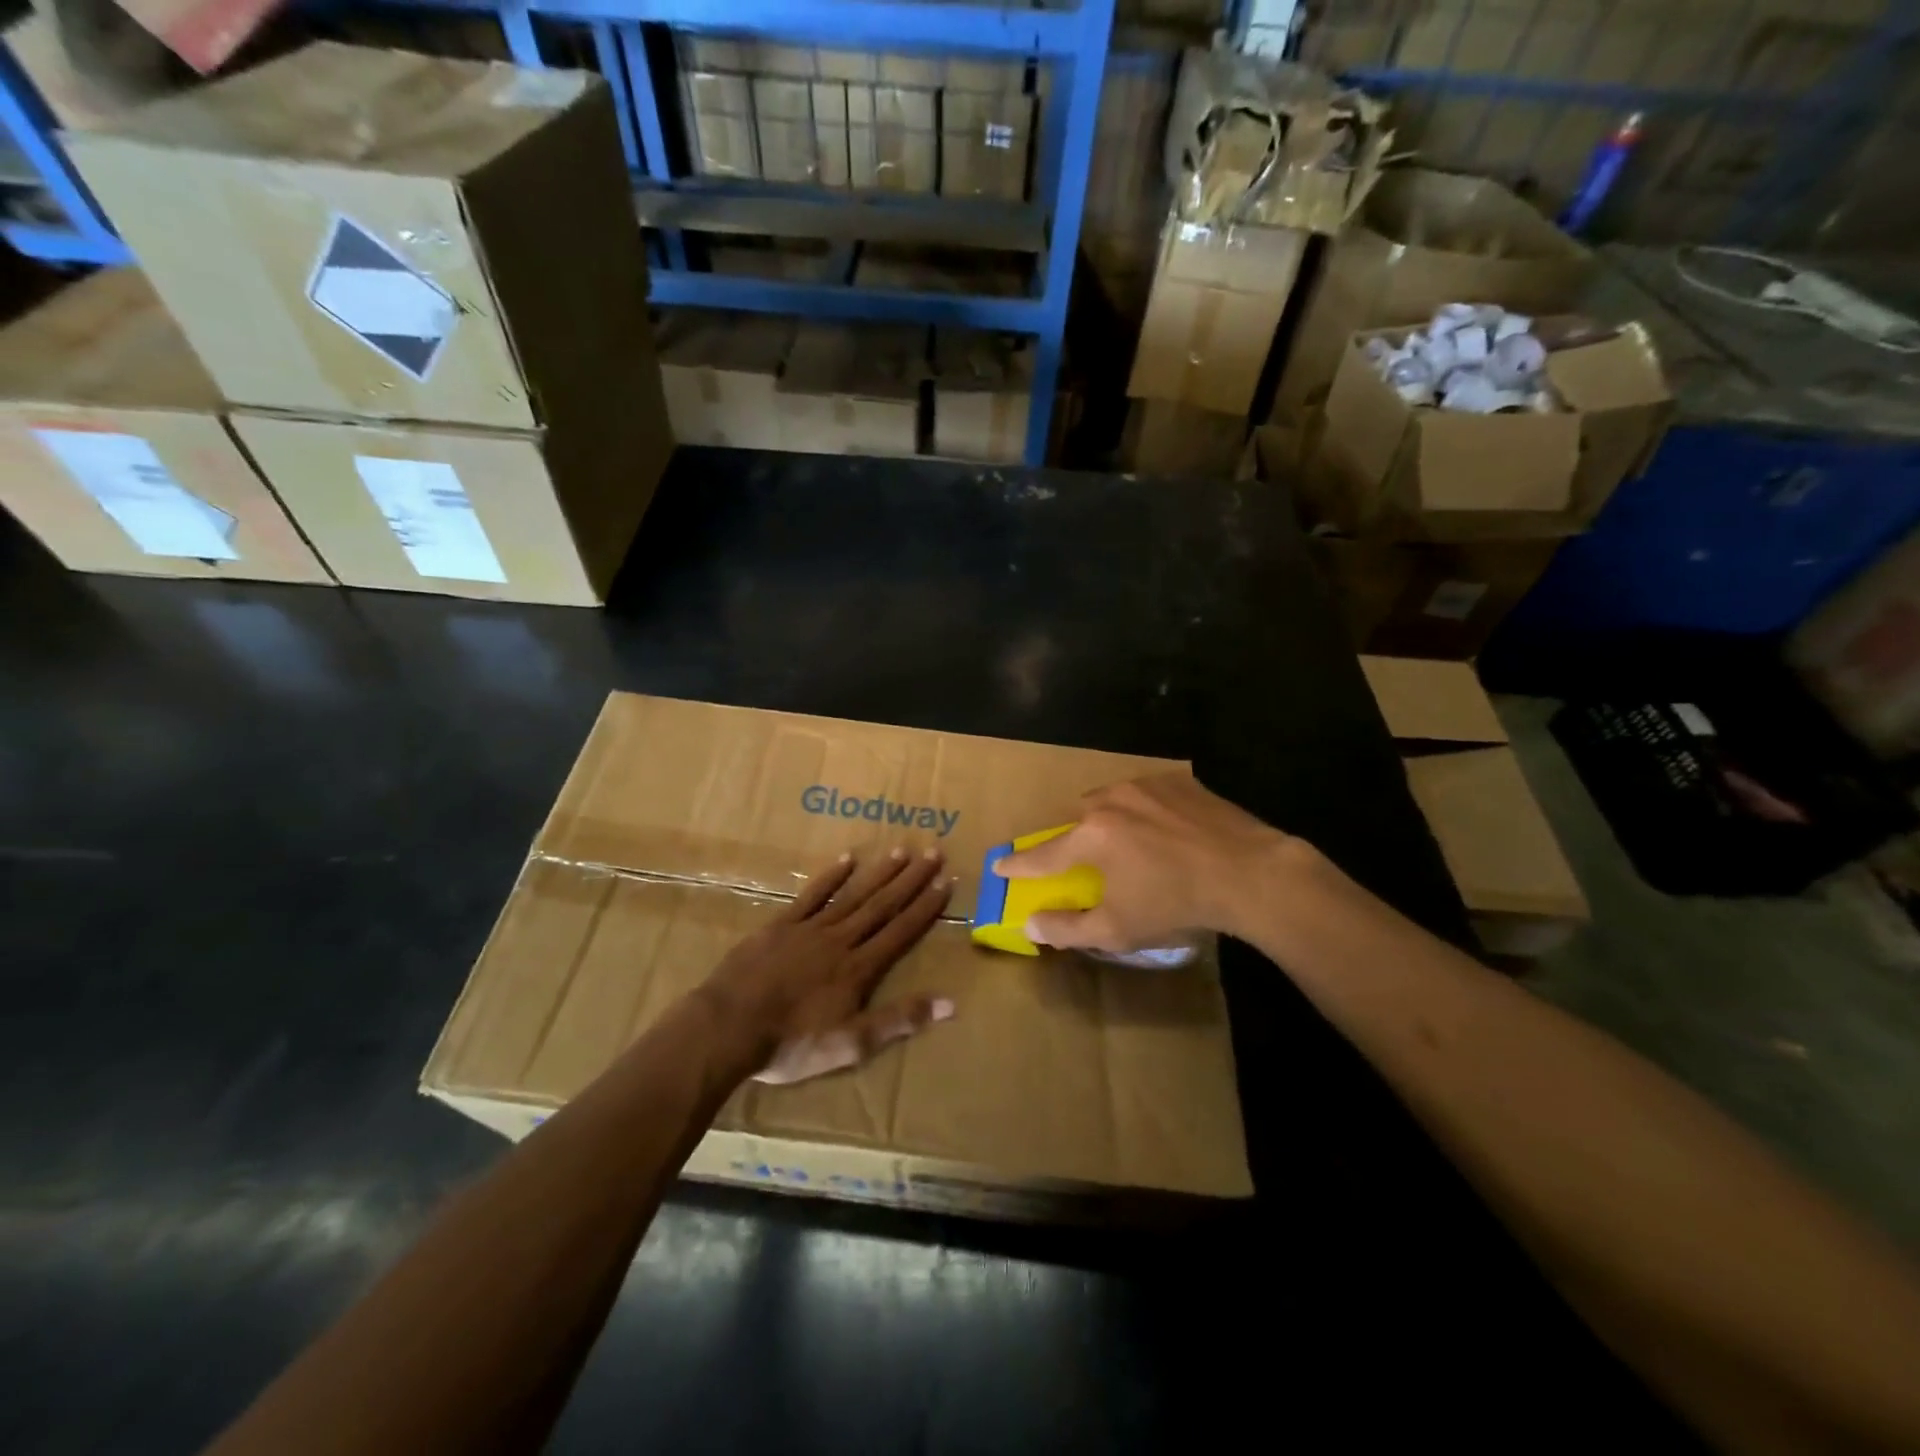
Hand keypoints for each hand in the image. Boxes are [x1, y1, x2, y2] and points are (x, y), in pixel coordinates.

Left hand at [701, 847, 955, 1085]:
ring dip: (879, 873)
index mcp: (858, 968)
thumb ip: (899, 1021)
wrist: (728, 1027)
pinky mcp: (780, 925)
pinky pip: (811, 895)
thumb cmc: (791, 1043)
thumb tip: (950, 1003)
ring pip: (852, 895)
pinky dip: (830, 876)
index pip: (900, 931)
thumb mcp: (851, 1044)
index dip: (925, 907)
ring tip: (901, 851)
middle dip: (910, 880)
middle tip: (933, 852)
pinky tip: (847, 859)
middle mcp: (840, 940)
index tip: (945, 881)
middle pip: (881, 905)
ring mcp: (808, 929)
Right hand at [994, 774, 1293, 950]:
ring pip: (1110, 801)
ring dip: (1109, 821)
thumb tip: (1031, 924)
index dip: (1019, 865)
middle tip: (1086, 861)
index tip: (999, 865)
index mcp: (1091, 836)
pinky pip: (1146, 794)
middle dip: (1074, 840)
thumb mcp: (1117, 930)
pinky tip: (1164, 832)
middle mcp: (1110, 801)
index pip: (1043, 855)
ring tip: (1130, 845)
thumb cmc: (1177, 904)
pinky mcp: (1178, 781)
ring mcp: (1145, 785)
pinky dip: (1144, 811)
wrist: (1251, 874)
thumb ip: (1067, 927)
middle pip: (1077, 821)